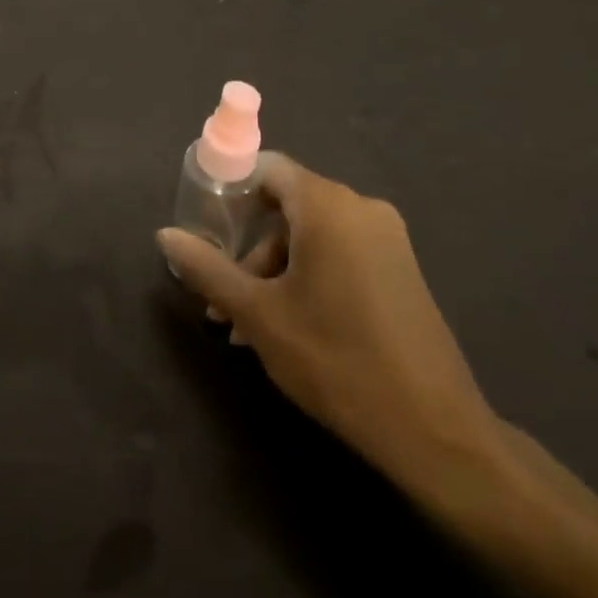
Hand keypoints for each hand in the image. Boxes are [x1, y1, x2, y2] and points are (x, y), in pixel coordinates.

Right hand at [159, 155, 506, 513]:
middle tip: (222, 298)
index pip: (267, 169)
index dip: (229, 191)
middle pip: (286, 206)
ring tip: (245, 327)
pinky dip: (306, 277)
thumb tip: (164, 234)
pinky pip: (339, 254)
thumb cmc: (335, 359)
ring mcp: (387, 240)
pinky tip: (285, 327)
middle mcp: (362, 209)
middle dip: (247, 248)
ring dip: (272, 270)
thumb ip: (207, 269)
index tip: (204, 229)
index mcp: (328, 207)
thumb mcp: (258, 314)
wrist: (433, 427)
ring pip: (311, 235)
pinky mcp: (399, 269)